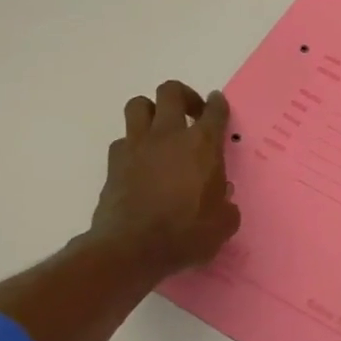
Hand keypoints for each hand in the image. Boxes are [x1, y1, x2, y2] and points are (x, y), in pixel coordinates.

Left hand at [88, 81, 239, 276]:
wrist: (132, 249)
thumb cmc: (186, 234)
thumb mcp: (223, 223)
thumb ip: (226, 204)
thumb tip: (222, 197)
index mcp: (203, 145)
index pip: (214, 110)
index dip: (217, 104)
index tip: (217, 104)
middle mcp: (169, 135)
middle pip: (171, 91)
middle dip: (183, 95)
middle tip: (191, 113)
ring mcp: (137, 146)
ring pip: (138, 105)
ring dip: (151, 111)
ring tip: (160, 129)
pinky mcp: (114, 163)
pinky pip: (122, 140)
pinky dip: (132, 145)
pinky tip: (140, 163)